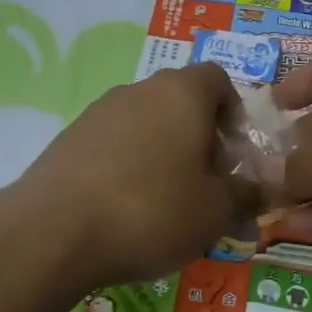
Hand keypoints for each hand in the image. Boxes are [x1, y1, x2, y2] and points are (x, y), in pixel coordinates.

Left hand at [14, 63, 252, 287]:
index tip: (234, 156)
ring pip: (145, 124)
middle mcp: (138, 90)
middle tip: (205, 185)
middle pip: (181, 102)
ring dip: (163, 153)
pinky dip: (128, 167)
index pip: (218, 79)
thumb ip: (246, 194)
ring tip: (165, 204)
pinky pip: (113, 144)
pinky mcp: (68, 139)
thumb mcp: (216, 212)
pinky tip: (125, 209)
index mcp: (182, 93)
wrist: (53, 233)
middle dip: (200, 139)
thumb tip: (258, 189)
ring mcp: (97, 112)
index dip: (234, 113)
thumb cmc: (152, 211)